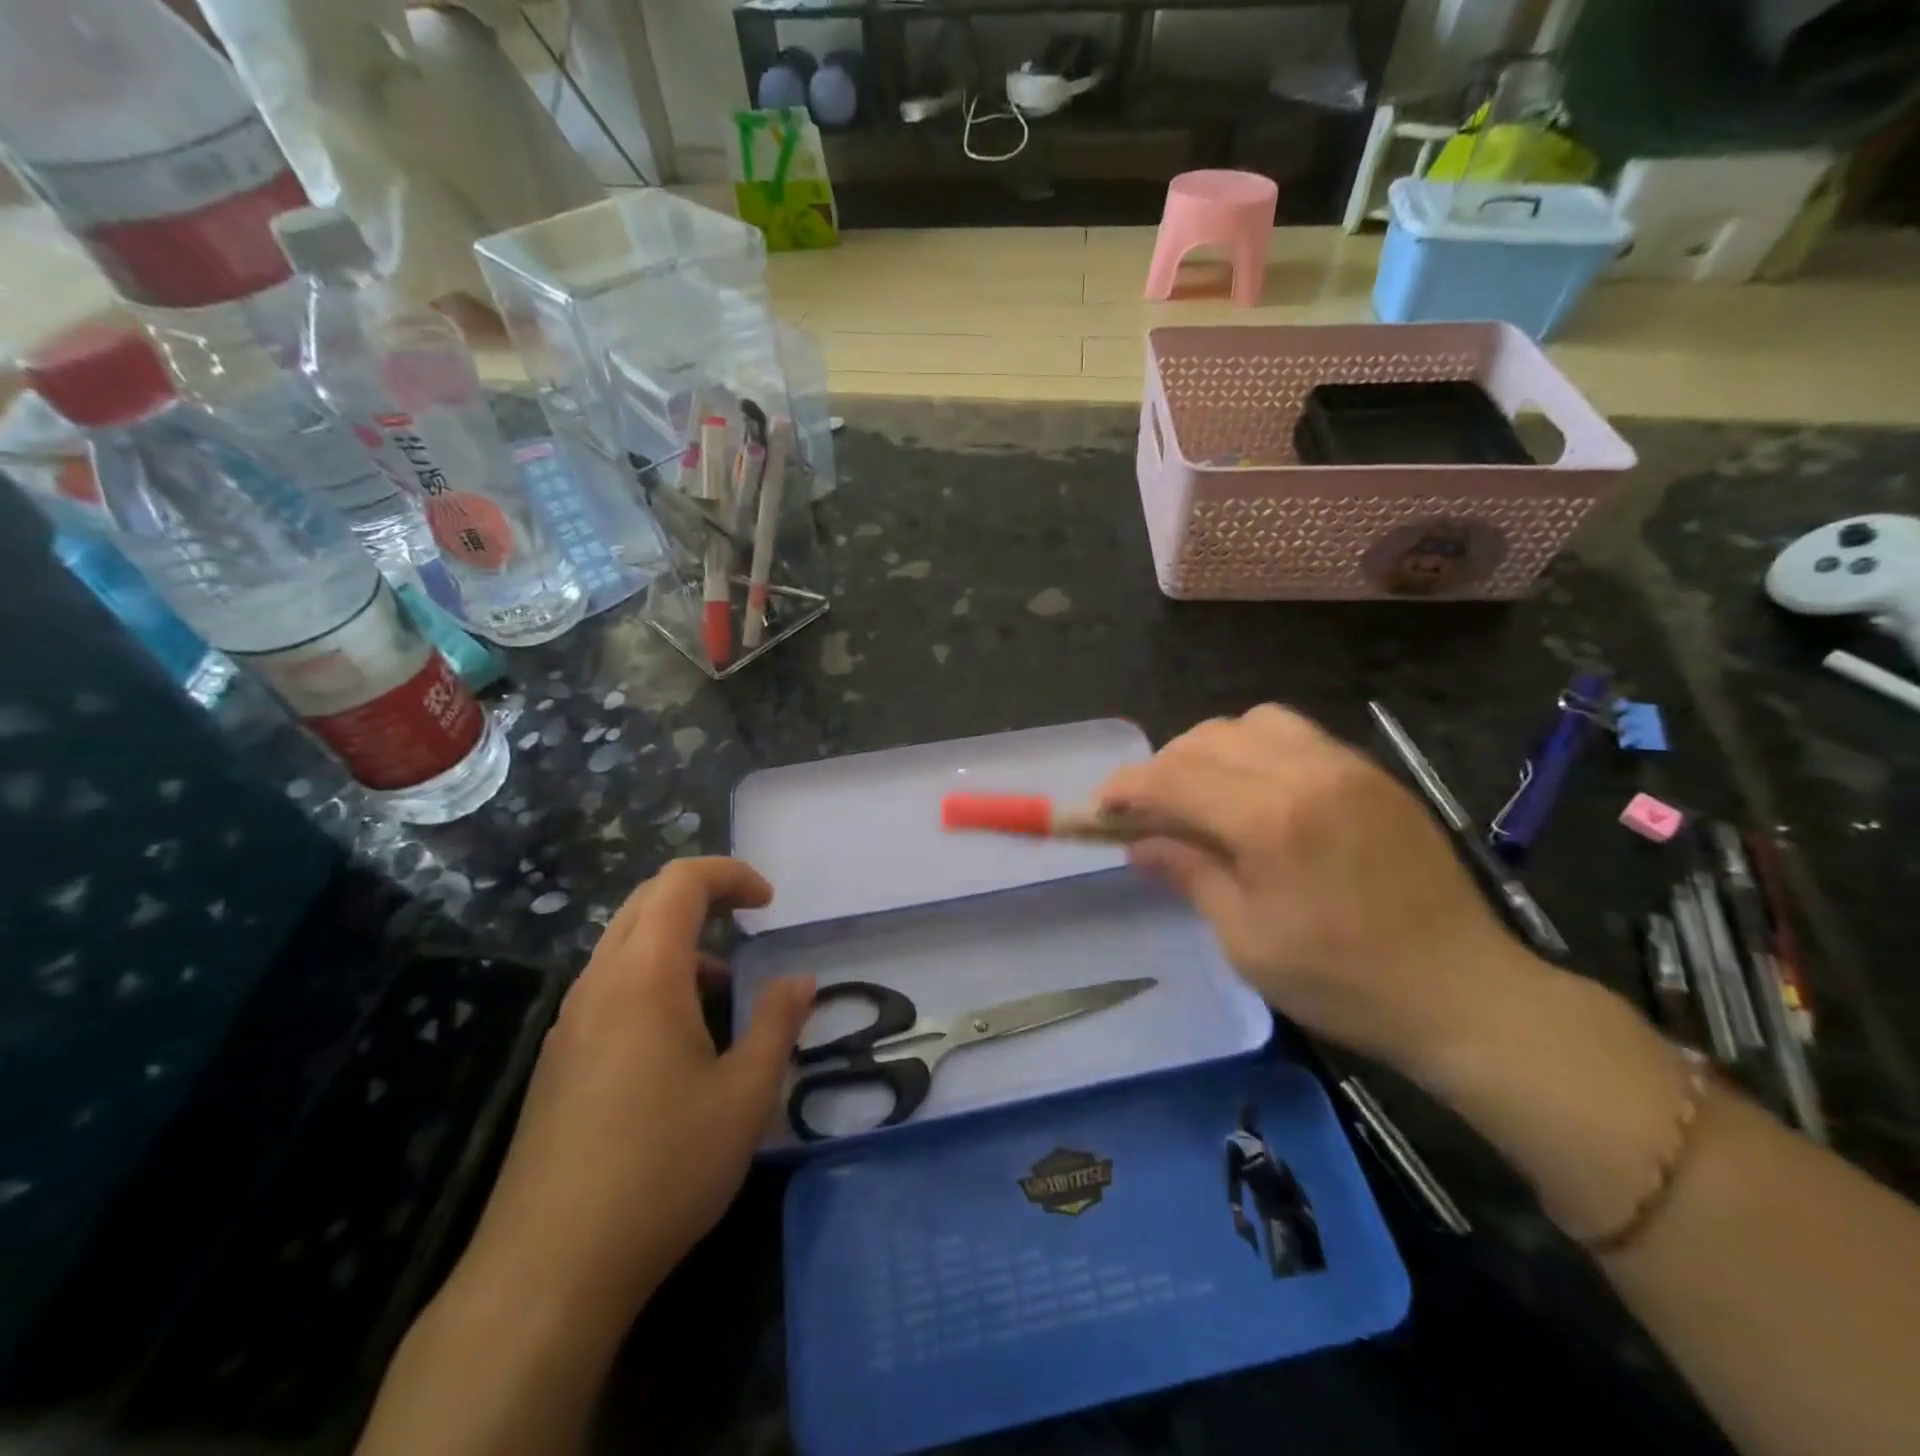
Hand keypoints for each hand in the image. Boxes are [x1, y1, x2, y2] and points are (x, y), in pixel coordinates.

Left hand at [453, 858, 813, 1340]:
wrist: (549, 1270)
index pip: (680, 883)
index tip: (768, 901)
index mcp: (645, 976)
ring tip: (723, 987)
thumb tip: (800, 980)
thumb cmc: (663, 1168)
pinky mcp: (558, 1062)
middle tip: (749, 920)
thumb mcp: (745, 1094)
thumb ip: (777, 1023)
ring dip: (676, 942)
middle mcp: (599, 984)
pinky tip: (679, 1041)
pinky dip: (652, 980)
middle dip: (702, 895)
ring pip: (623, 946)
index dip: (729, 874)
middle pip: (645, 903)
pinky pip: (608, 988)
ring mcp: (570, 1024)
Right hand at [1098, 706, 1541, 1075]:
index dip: (1129, 786)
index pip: (1175, 777)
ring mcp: (1347, 766)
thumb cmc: (1344, 982)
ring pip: (1252, 722)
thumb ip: (1190, 875)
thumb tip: (1140, 843)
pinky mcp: (1373, 774)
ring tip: (1202, 794)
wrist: (1465, 992)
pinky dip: (1256, 749)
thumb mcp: (1248, 941)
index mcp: (1271, 820)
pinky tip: (1257, 792)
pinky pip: (1297, 734)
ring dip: (1210, 750)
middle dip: (1164, 767)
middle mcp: (1307, 773)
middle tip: (1149, 811)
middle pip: (1208, 739)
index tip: (1102, 807)